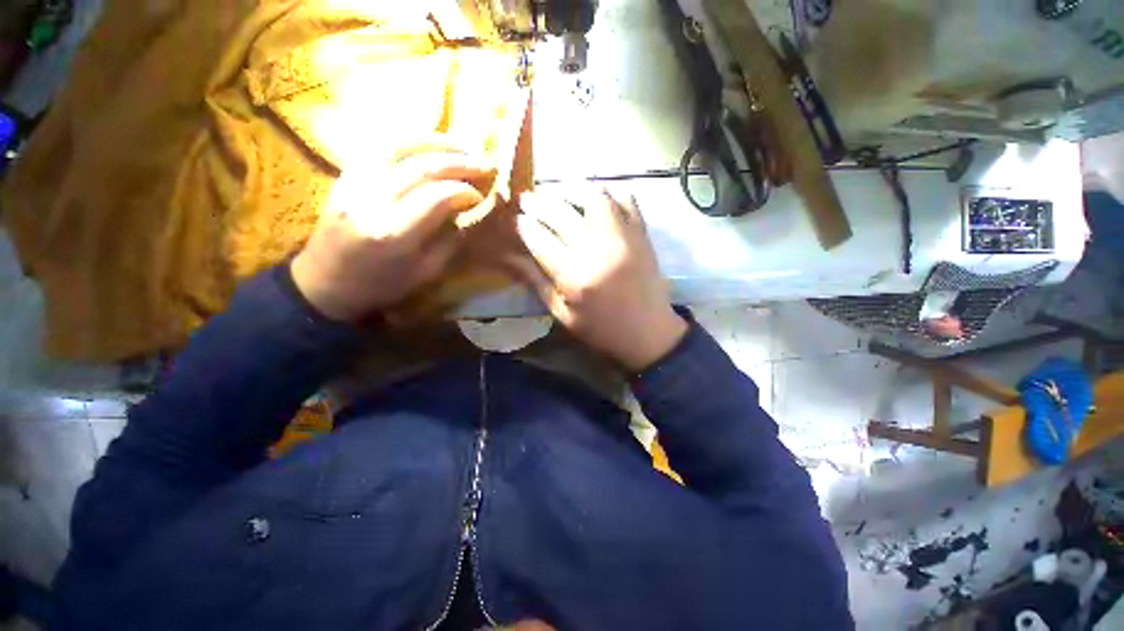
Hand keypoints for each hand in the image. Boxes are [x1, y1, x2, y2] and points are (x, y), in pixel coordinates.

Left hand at [291, 151, 495, 321]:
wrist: (326, 282)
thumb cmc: (381, 285)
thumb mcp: (425, 273)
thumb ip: (450, 240)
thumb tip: (471, 213)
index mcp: (394, 234)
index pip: (436, 197)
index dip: (465, 191)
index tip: (482, 194)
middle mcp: (371, 202)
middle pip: (420, 168)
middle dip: (458, 162)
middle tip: (485, 163)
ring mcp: (353, 184)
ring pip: (398, 148)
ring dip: (436, 143)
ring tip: (463, 145)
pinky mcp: (345, 176)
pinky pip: (378, 148)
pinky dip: (408, 141)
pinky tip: (429, 144)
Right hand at [508, 188, 686, 371]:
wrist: (648, 333)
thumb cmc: (601, 329)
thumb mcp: (562, 313)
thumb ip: (536, 282)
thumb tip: (509, 257)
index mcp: (574, 277)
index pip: (540, 240)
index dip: (523, 226)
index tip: (515, 219)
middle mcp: (597, 250)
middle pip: (561, 214)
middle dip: (538, 203)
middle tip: (527, 199)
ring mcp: (623, 238)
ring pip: (594, 197)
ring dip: (573, 190)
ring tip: (561, 194)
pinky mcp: (642, 234)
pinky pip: (627, 200)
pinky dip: (610, 193)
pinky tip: (598, 199)